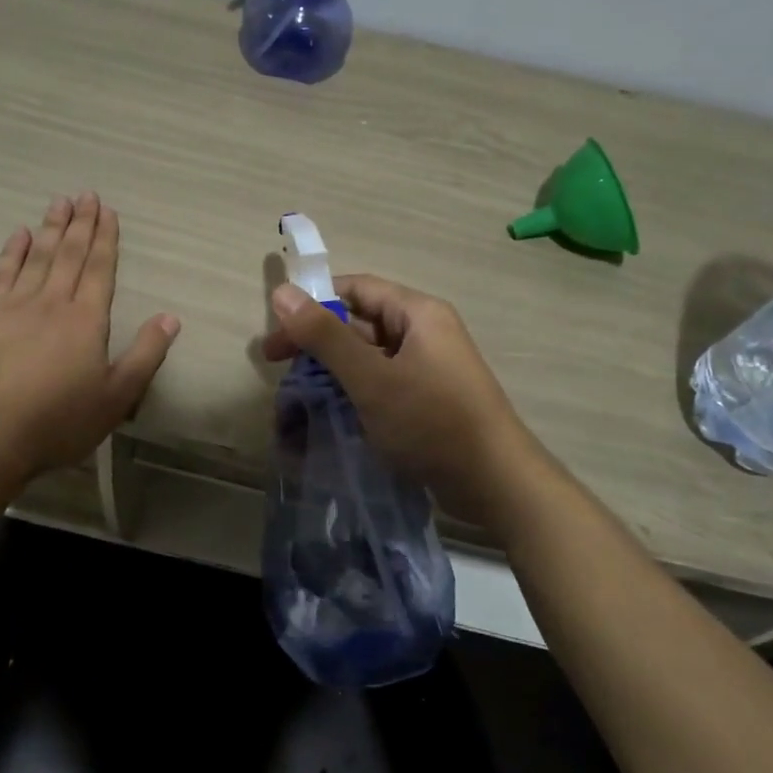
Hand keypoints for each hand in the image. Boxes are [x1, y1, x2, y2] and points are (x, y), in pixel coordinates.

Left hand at [0, 194, 180, 480]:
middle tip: (86, 194)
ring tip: (59, 202)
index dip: (105, 238)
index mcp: (87, 319)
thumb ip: (146, 354)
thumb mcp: (118, 395)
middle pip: (70, 254)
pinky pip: (2, 273)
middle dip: (80, 223)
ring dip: (50, 228)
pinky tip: (19, 233)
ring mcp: (15, 305)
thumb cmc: (62, 419)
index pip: (100, 268)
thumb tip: (171, 317)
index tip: (107, 212)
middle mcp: (53, 302)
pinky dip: (12, 251)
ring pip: (37, 257)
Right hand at [262, 274, 541, 513]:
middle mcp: (423, 332)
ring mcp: (426, 367)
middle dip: (316, 343)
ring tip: (294, 397)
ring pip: (366, 357)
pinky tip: (327, 414)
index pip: (356, 288)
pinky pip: (380, 383)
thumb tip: (282, 291)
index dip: (314, 302)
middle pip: (358, 323)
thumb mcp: (372, 378)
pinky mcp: (426, 399)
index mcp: (417, 313)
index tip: (278, 330)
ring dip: (330, 372)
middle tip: (276, 367)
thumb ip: (325, 336)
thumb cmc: (432, 422)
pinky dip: (351, 393)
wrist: (496, 484)